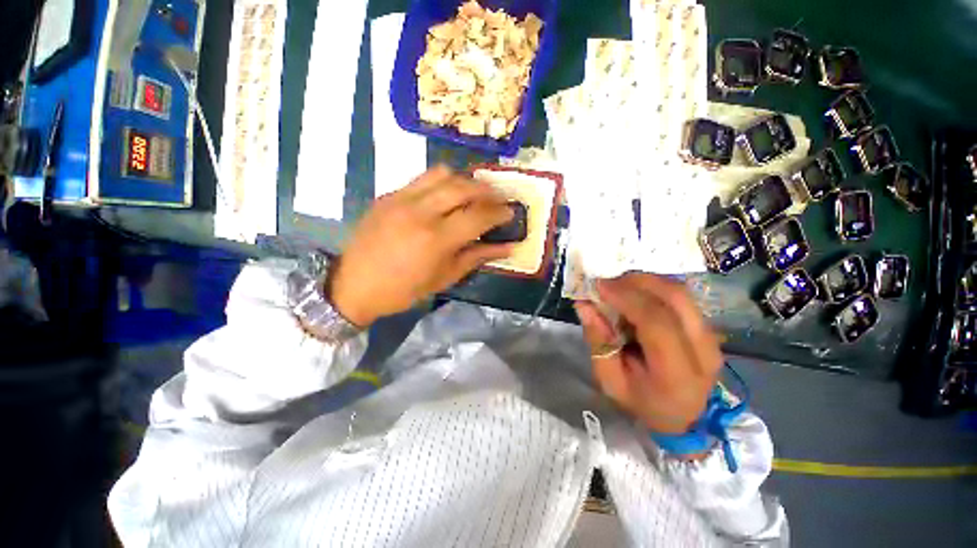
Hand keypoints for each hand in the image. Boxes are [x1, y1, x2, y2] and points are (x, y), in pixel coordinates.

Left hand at [329, 165, 514, 326]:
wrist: (353, 285)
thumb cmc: (403, 290)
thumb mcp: (444, 278)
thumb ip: (477, 257)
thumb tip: (507, 247)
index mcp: (437, 239)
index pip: (479, 215)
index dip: (500, 212)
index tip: (511, 212)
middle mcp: (421, 211)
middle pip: (464, 186)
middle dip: (487, 190)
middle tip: (497, 198)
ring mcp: (401, 199)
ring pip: (442, 173)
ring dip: (464, 180)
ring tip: (473, 193)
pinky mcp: (388, 195)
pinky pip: (421, 178)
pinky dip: (441, 183)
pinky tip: (444, 197)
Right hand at [574, 273, 722, 434]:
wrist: (684, 418)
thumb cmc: (642, 402)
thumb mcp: (610, 381)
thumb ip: (598, 342)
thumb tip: (584, 304)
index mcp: (676, 374)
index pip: (657, 323)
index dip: (627, 298)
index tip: (599, 285)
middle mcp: (703, 351)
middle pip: (675, 298)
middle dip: (637, 281)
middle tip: (608, 281)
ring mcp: (711, 337)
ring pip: (680, 292)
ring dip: (646, 281)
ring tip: (619, 285)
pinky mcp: (709, 327)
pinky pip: (681, 296)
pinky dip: (655, 287)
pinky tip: (636, 292)